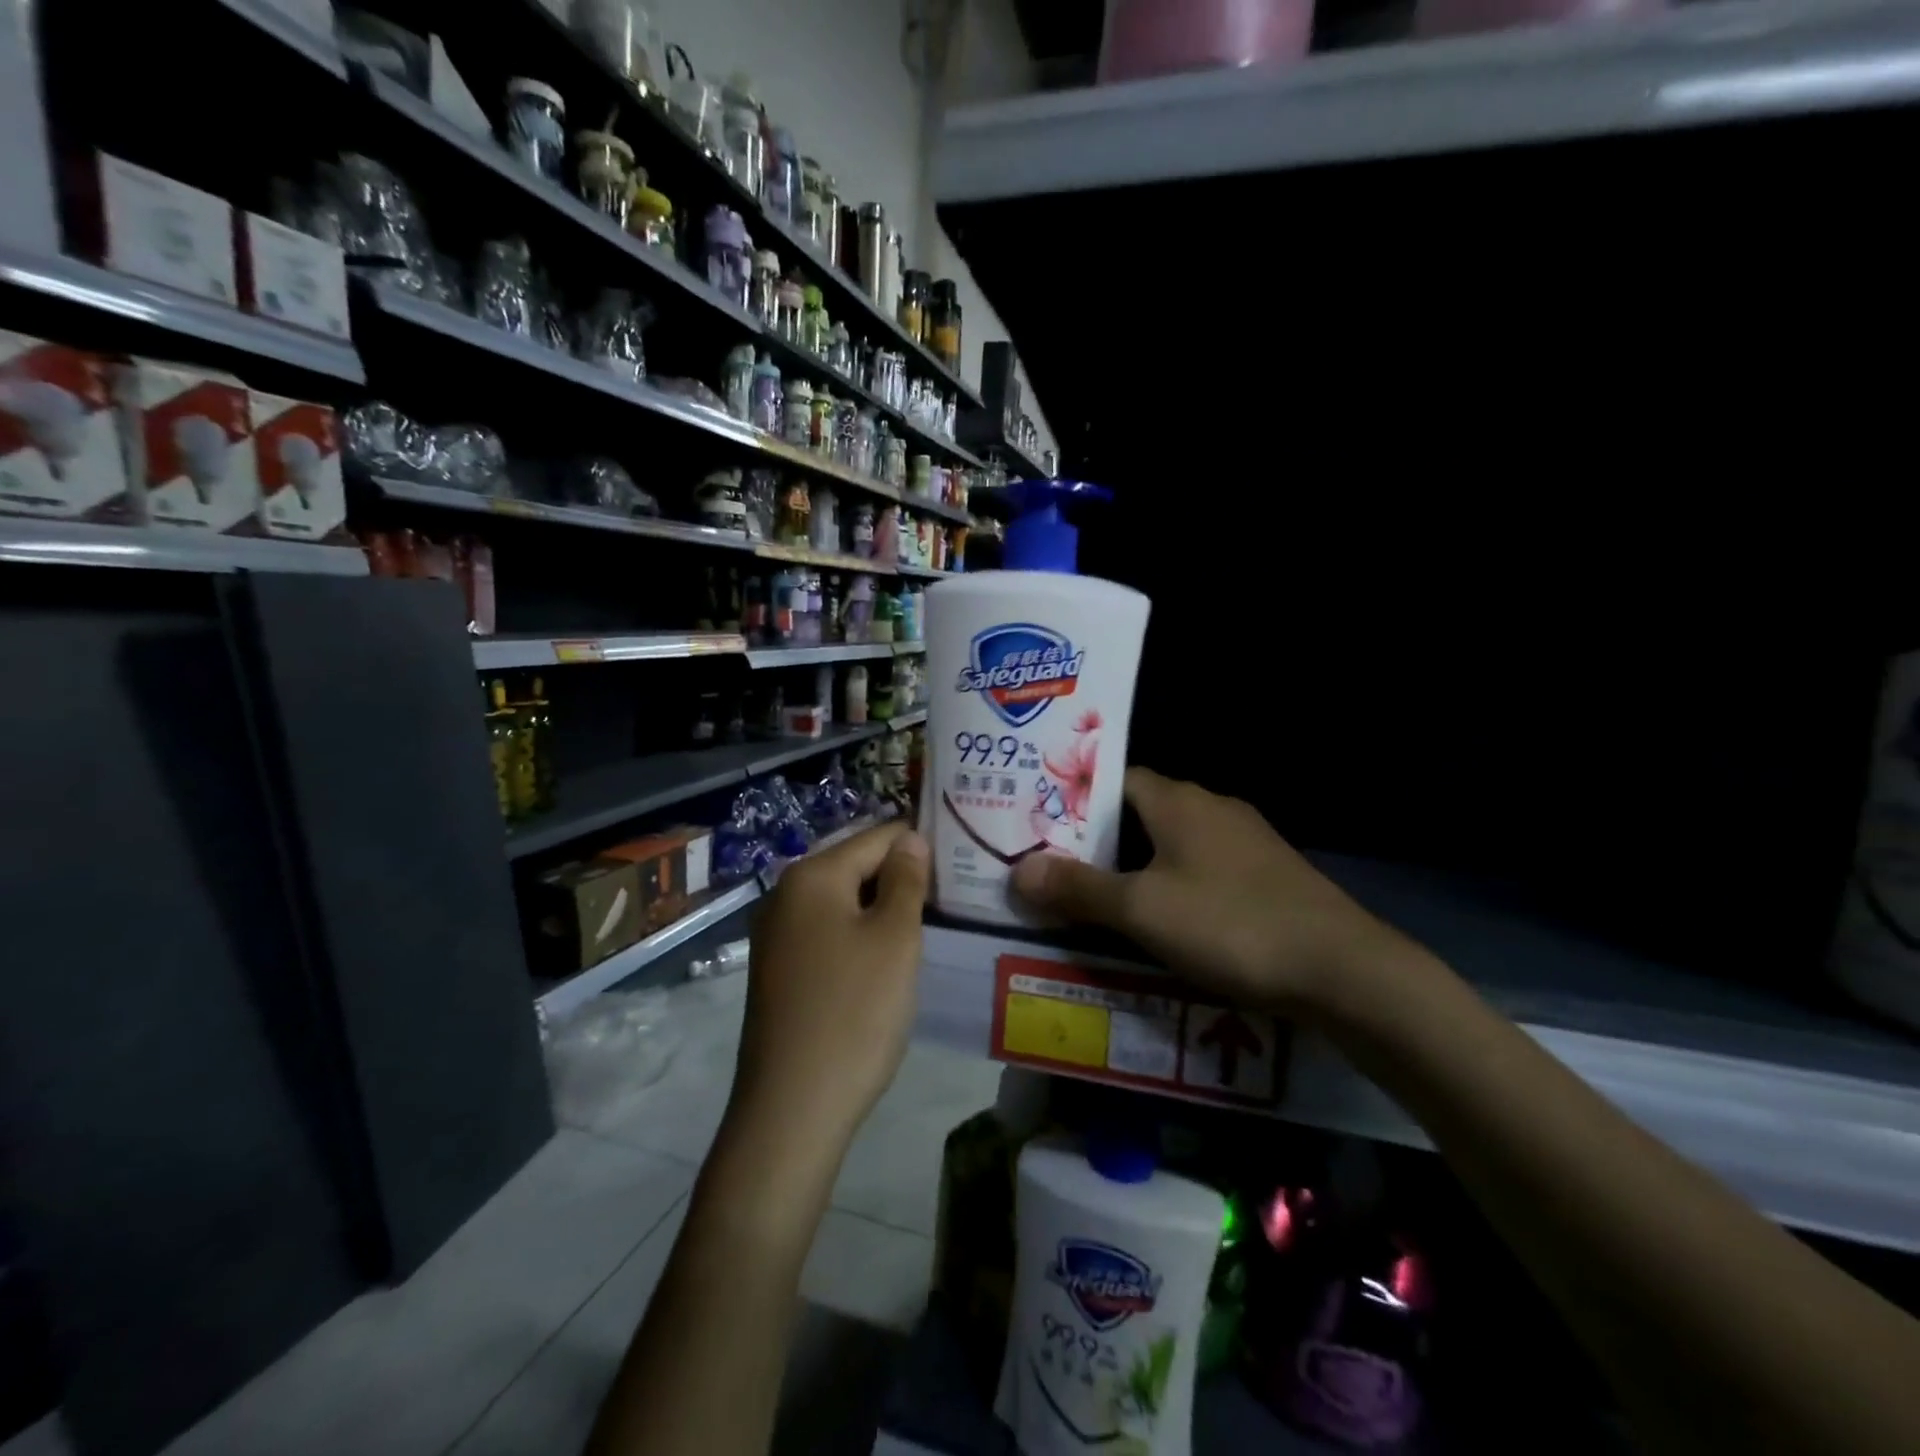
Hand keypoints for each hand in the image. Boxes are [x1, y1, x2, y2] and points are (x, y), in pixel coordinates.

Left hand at [729, 822, 929, 1149]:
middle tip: (949, 904)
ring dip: (883, 910)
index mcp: (812, 875)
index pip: (879, 835)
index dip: (923, 846)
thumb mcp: (895, 938)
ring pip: (844, 901)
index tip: (962, 869)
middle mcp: (785, 893)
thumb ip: (906, 879)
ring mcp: (776, 933)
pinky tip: (885, 963)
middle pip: (857, 865)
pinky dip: (859, 936)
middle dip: (902, 878)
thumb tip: (911, 838)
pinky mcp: (779, 968)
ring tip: (926, 931)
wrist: (791, 1109)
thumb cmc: (854, 1012)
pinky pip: (828, 932)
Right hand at [1010, 768, 1401, 1013]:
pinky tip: (1163, 919)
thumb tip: (1019, 870)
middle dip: (1099, 837)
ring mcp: (1245, 840)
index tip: (1040, 824)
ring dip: (1137, 864)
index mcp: (1178, 801)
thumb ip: (1079, 889)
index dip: (1075, 798)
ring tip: (1100, 896)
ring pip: (1172, 842)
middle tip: (1058, 865)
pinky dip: (1173, 884)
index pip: (1114, 778)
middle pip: (1140, 811)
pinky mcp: (1267, 875)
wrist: (1343, 970)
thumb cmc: (1230, 924)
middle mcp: (1212, 807)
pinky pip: (1202, 868)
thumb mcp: (1142, 910)